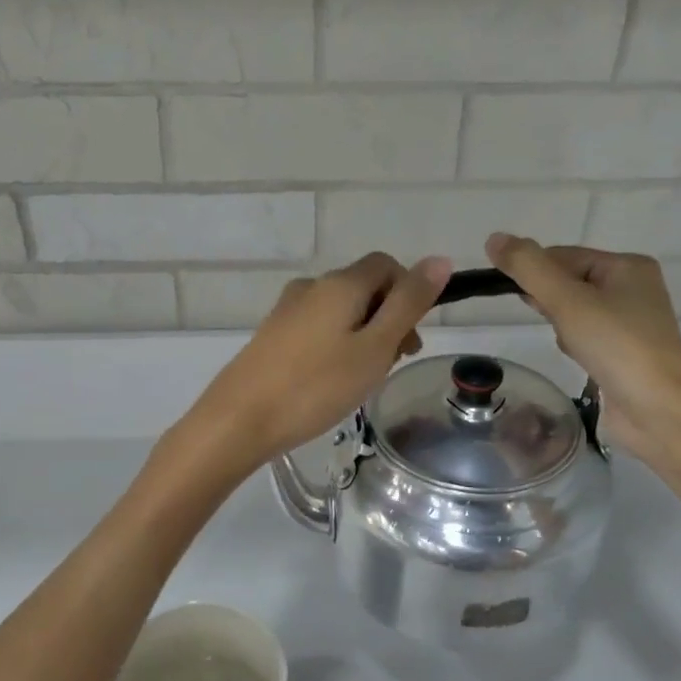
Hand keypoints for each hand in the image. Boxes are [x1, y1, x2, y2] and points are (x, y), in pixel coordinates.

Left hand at [182, 253, 451, 474]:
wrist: (240, 419)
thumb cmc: (317, 385)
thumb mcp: (375, 347)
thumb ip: (409, 303)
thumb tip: (439, 260)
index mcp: (340, 283)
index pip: (387, 265)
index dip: (409, 292)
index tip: (411, 337)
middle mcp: (312, 286)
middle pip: (364, 287)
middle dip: (388, 318)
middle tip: (392, 364)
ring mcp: (287, 310)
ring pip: (341, 310)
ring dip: (363, 334)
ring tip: (363, 378)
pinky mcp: (272, 334)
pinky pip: (318, 327)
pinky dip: (337, 345)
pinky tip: (331, 381)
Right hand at [484, 233, 680, 457]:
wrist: (660, 412)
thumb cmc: (617, 347)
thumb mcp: (567, 301)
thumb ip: (529, 268)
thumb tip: (494, 238)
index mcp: (627, 266)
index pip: (563, 256)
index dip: (535, 273)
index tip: (517, 296)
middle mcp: (633, 288)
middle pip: (568, 281)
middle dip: (550, 302)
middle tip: (551, 321)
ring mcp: (631, 322)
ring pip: (574, 310)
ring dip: (561, 324)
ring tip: (572, 344)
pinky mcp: (625, 352)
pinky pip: (586, 335)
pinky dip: (575, 343)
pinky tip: (578, 358)